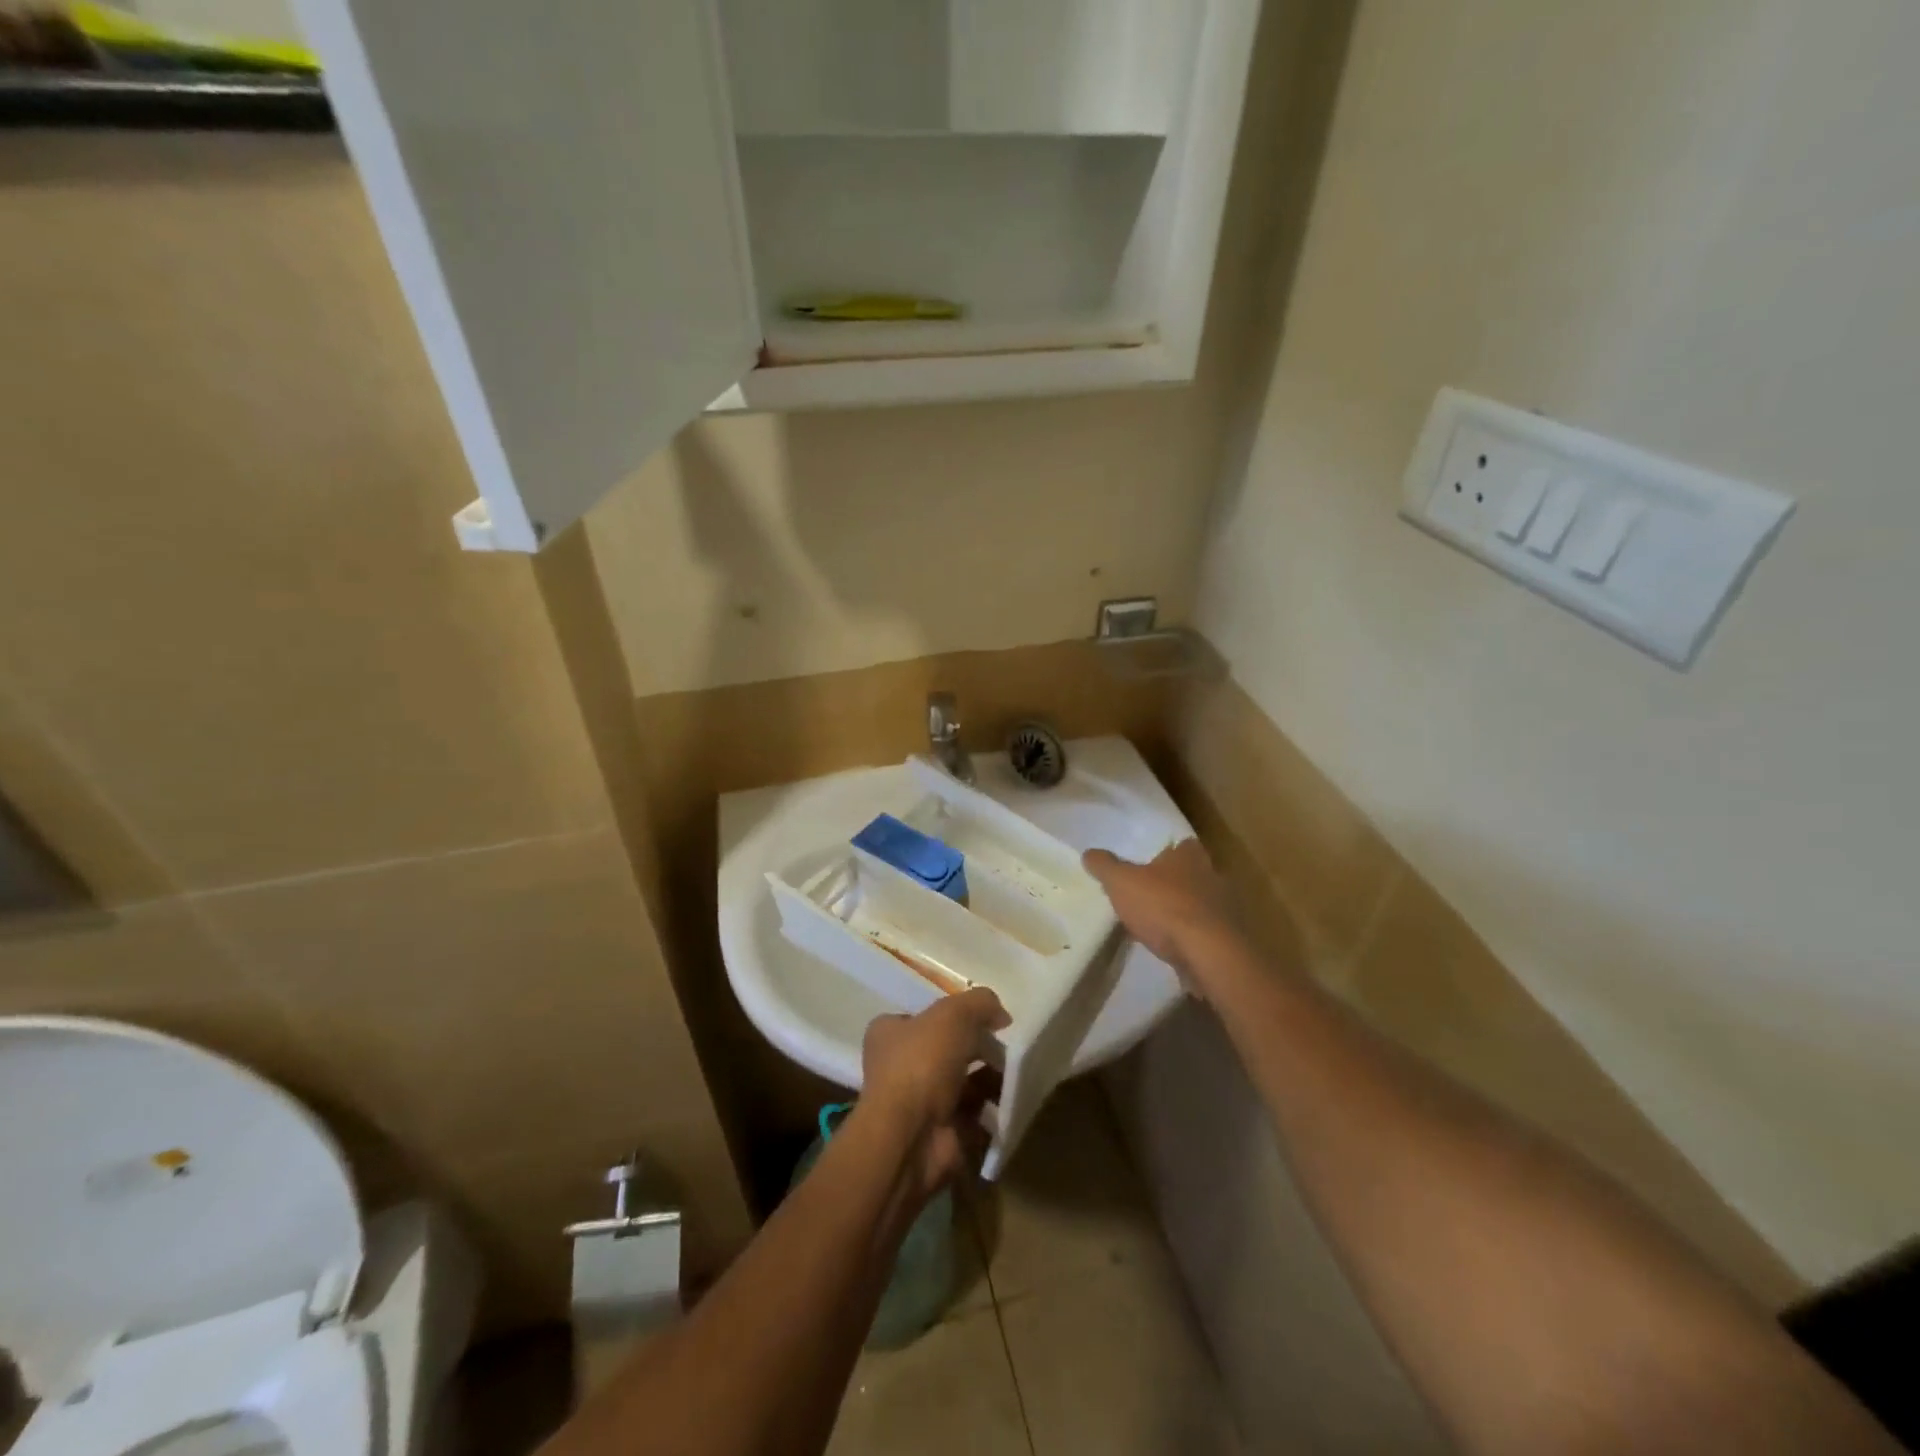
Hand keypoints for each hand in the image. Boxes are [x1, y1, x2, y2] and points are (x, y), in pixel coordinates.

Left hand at [861, 988, 1008, 1198]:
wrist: (911, 1139)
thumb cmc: (922, 1064)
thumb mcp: (953, 1015)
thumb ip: (979, 1003)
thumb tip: (1001, 1015)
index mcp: (889, 1034)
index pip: (924, 1017)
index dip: (955, 1014)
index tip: (986, 1018)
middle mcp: (899, 1067)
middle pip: (948, 1050)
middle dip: (980, 1048)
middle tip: (1008, 1046)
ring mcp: (919, 1104)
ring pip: (964, 1083)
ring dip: (991, 1078)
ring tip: (1017, 1071)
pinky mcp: (941, 1133)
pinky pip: (975, 1115)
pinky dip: (994, 1109)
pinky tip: (1013, 1099)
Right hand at [1083, 839, 1240, 980]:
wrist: (1208, 953)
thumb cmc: (1163, 907)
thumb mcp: (1121, 882)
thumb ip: (1105, 866)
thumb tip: (1089, 853)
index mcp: (1190, 856)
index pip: (1183, 845)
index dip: (1168, 853)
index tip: (1150, 865)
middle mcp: (1213, 876)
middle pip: (1194, 874)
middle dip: (1175, 884)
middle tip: (1150, 896)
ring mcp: (1226, 910)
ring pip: (1202, 905)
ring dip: (1185, 913)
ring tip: (1159, 927)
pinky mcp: (1230, 940)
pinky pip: (1208, 934)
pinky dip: (1193, 939)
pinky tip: (1175, 950)